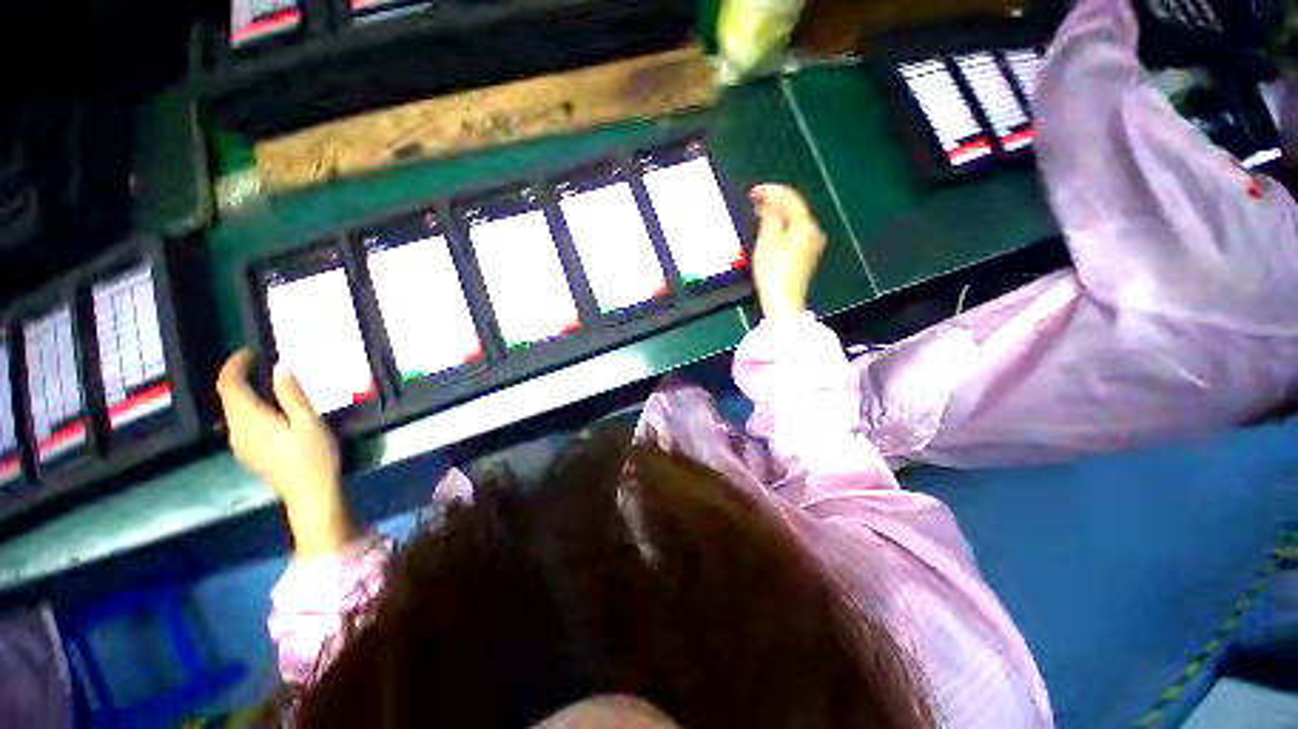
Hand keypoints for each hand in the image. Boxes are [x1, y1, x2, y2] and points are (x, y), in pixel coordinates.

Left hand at [216, 349, 352, 557]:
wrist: (309, 494)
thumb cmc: (314, 456)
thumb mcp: (310, 423)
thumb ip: (292, 395)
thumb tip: (280, 368)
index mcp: (250, 419)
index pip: (229, 385)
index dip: (235, 365)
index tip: (250, 352)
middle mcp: (237, 429)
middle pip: (227, 397)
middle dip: (237, 376)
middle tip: (259, 363)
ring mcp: (239, 443)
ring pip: (231, 410)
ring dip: (242, 392)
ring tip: (265, 382)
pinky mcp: (248, 452)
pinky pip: (239, 422)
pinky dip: (246, 407)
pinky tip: (266, 409)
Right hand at [750, 184, 825, 317]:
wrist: (784, 300)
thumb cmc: (773, 270)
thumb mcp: (767, 240)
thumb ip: (770, 216)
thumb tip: (770, 201)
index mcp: (805, 224)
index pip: (790, 198)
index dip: (772, 191)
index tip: (754, 191)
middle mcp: (813, 231)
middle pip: (795, 208)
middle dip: (775, 202)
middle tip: (755, 199)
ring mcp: (812, 244)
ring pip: (795, 221)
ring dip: (778, 214)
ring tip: (760, 212)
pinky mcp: (807, 256)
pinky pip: (795, 233)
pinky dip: (783, 227)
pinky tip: (772, 229)